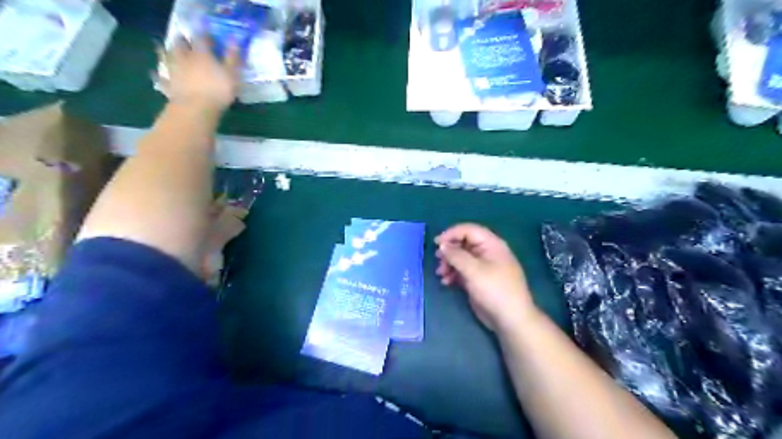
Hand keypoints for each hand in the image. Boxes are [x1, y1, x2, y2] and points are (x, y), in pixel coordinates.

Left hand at [160, 35, 239, 112]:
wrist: (197, 108)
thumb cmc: (218, 90)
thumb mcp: (232, 74)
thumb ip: (232, 58)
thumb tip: (234, 41)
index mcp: (201, 54)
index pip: (202, 38)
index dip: (206, 36)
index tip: (211, 39)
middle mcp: (184, 58)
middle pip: (180, 43)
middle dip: (183, 41)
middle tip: (186, 41)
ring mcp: (174, 70)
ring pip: (166, 56)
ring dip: (166, 51)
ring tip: (166, 50)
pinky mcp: (168, 85)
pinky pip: (160, 77)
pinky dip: (158, 75)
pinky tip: (155, 73)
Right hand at [434, 225, 538, 331]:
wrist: (510, 319)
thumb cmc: (494, 290)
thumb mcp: (474, 270)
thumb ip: (456, 255)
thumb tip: (442, 245)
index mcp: (491, 244)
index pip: (468, 230)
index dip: (451, 233)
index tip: (436, 243)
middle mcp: (487, 252)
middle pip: (463, 243)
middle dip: (449, 251)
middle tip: (438, 260)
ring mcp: (483, 266)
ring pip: (461, 257)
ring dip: (449, 263)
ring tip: (441, 274)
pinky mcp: (478, 279)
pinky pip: (462, 270)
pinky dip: (453, 274)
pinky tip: (446, 282)